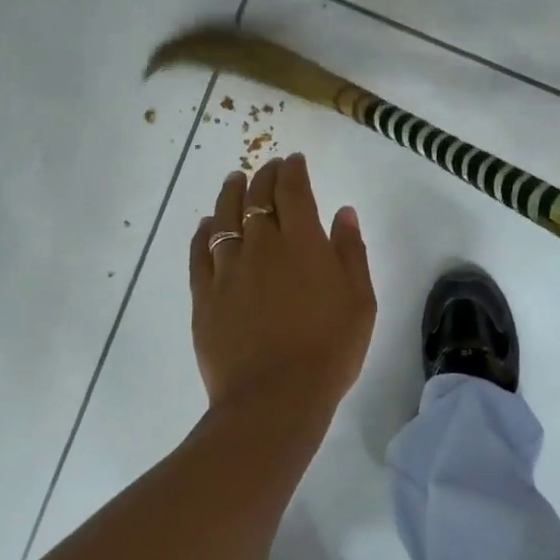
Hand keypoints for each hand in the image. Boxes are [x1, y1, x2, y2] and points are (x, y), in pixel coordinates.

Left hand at [190, 154, 375, 432]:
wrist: (274, 399)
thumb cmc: (329, 350)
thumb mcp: (360, 301)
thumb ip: (351, 251)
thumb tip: (343, 212)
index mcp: (303, 243)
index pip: (293, 191)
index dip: (293, 170)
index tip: (294, 161)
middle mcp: (262, 246)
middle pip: (257, 198)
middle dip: (264, 176)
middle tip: (268, 167)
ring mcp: (228, 270)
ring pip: (224, 218)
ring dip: (230, 194)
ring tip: (234, 180)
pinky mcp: (204, 295)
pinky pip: (199, 252)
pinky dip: (203, 232)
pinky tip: (206, 225)